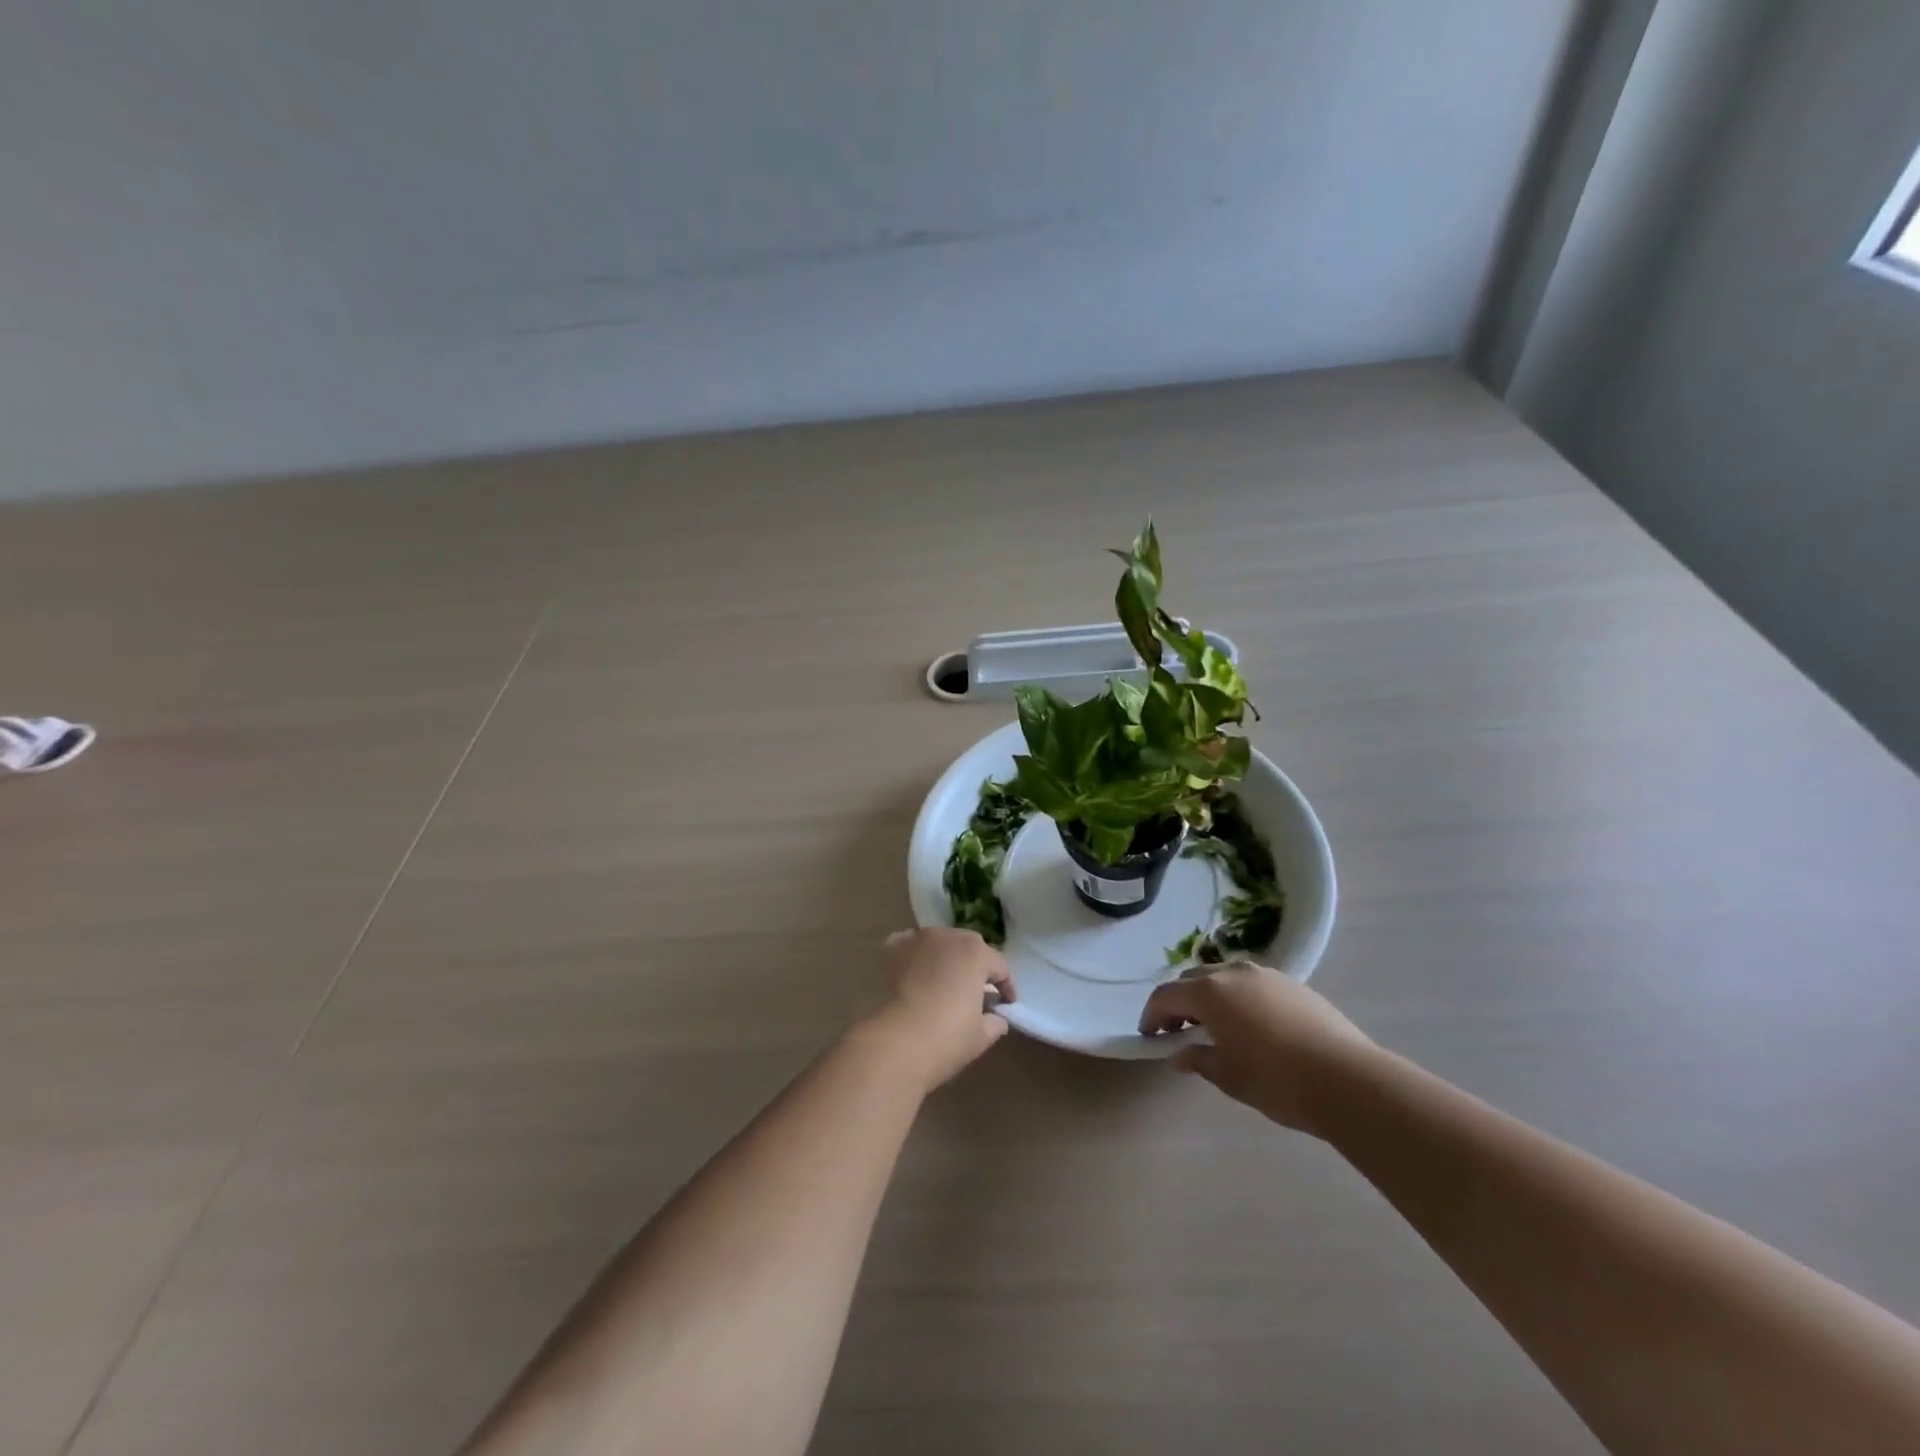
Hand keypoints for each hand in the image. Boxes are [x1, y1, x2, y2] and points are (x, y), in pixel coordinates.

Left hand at [861, 928, 1015, 1091]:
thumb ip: (995, 1022)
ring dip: (945, 958)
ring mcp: (918, 939)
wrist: (898, 1041)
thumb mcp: (982, 1035)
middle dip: (976, 967)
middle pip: (969, 948)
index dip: (1006, 986)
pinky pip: (910, 945)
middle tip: (977, 990)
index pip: (999, 966)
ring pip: (939, 943)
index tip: (1007, 1003)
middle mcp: (949, 937)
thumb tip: (997, 1019)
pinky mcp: (892, 949)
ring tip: (944, 981)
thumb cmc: (948, 1037)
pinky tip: (914, 970)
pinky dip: (915, 954)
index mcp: (976, 953)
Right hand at [1139, 962, 1373, 1134]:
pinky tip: (1252, 1026)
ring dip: (1210, 996)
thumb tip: (1181, 1055)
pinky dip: (1239, 998)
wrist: (1348, 1079)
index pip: (1166, 995)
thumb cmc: (1276, 1079)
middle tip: (1177, 1031)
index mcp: (1210, 992)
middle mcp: (1234, 972)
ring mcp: (1267, 975)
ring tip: (1215, 1026)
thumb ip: (1199, 1060)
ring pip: (1225, 977)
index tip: (1149, 1036)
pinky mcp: (1294, 985)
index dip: (1152, 1015)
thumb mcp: (1228, 1076)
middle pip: (1193, 979)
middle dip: (1180, 1002)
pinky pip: (1253, 984)